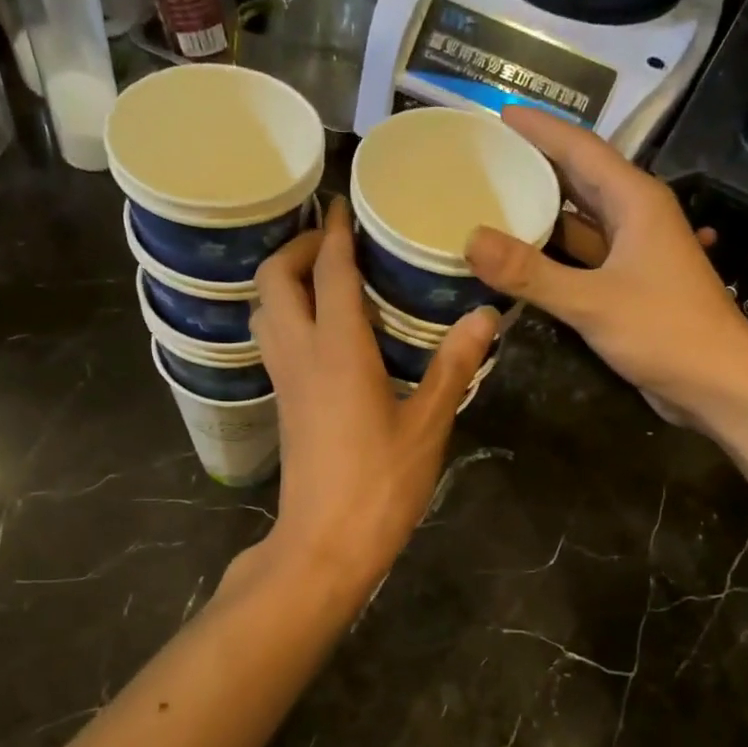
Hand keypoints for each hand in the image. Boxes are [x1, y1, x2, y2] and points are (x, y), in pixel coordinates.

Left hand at [249, 197, 496, 601]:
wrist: (326, 543)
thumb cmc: (381, 484)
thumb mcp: (428, 424)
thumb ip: (453, 365)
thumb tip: (484, 315)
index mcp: (337, 349)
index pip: (327, 270)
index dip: (333, 232)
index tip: (342, 203)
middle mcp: (299, 354)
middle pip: (274, 280)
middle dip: (295, 248)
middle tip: (334, 241)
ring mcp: (284, 380)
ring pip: (264, 310)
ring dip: (284, 280)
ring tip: (324, 275)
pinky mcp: (283, 403)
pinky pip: (272, 338)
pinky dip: (286, 313)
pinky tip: (322, 327)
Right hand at [466, 106, 747, 425]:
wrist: (720, 384)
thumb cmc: (666, 332)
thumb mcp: (592, 301)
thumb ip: (530, 272)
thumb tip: (470, 239)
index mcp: (635, 200)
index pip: (580, 148)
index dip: (539, 129)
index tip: (496, 114)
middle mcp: (635, 216)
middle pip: (578, 178)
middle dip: (534, 164)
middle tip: (484, 157)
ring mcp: (633, 252)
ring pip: (578, 220)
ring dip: (540, 212)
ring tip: (491, 202)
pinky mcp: (628, 284)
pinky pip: (581, 256)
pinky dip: (550, 253)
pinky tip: (518, 258)